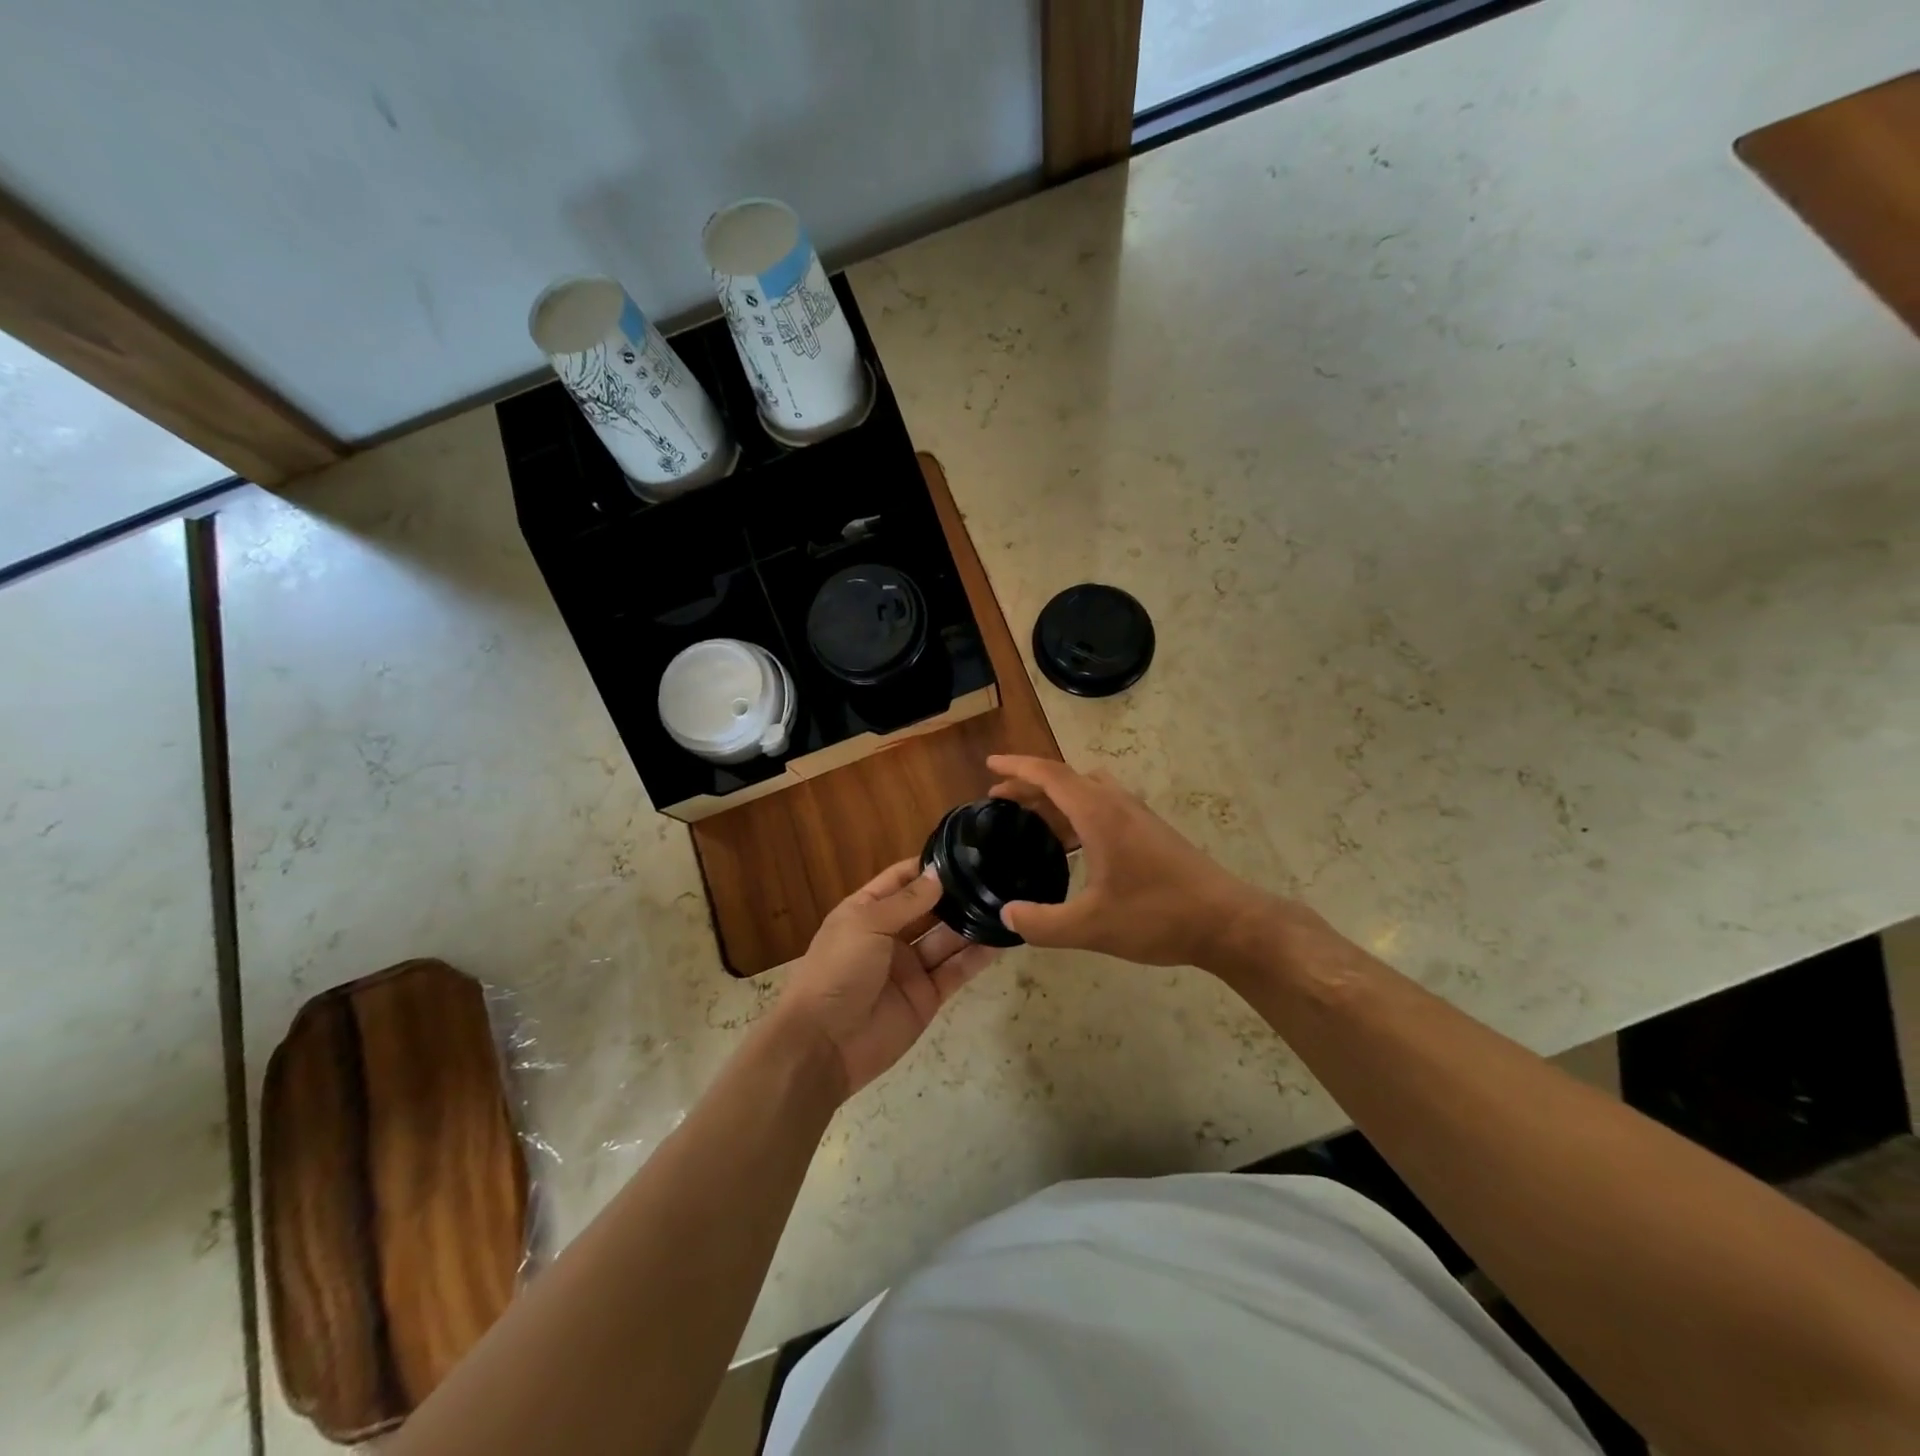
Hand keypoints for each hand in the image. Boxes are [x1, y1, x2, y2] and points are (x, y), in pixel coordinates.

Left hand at [776, 859, 996, 1099]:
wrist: (824, 1043)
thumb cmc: (838, 969)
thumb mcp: (867, 923)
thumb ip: (907, 901)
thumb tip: (938, 875)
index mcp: (867, 911)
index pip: (901, 880)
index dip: (927, 868)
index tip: (964, 853)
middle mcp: (891, 935)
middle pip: (929, 909)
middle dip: (956, 895)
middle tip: (994, 877)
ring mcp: (910, 967)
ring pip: (947, 939)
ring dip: (971, 923)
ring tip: (1005, 904)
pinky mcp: (927, 996)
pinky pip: (956, 971)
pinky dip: (977, 957)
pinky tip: (1001, 940)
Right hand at [986, 755, 1273, 968]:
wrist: (1227, 922)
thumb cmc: (1158, 916)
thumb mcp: (1092, 926)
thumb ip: (1043, 924)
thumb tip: (1007, 916)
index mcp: (1099, 814)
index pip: (1050, 775)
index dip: (1017, 768)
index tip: (990, 765)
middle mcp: (1117, 804)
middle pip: (1066, 780)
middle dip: (1030, 785)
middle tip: (999, 798)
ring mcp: (1138, 817)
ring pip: (1088, 791)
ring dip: (1056, 798)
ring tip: (1031, 821)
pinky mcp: (1151, 833)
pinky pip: (1103, 807)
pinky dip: (1077, 813)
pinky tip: (1073, 847)